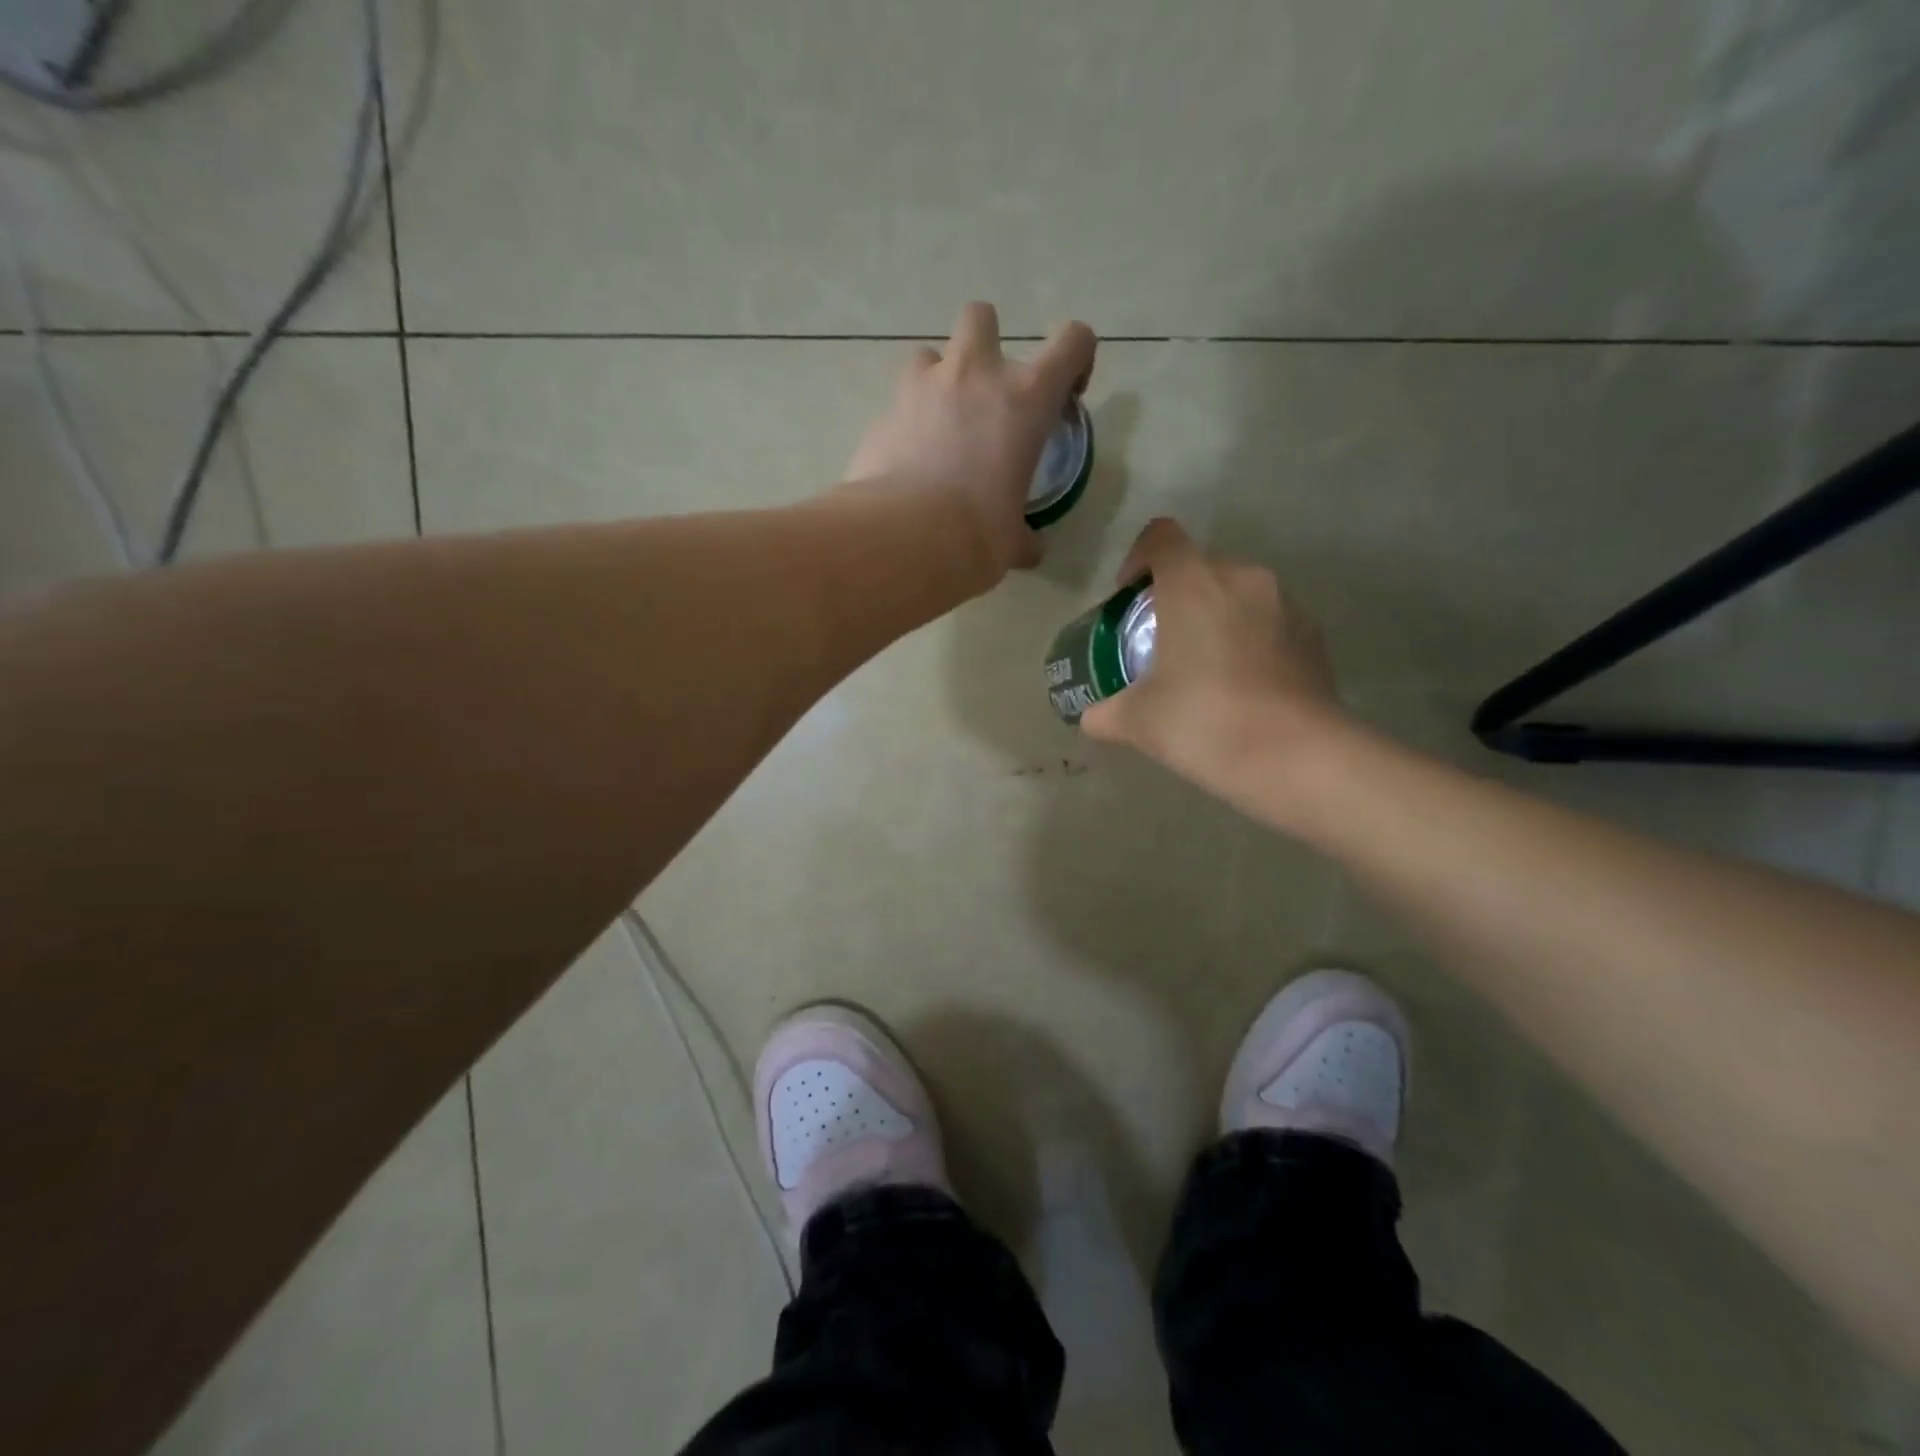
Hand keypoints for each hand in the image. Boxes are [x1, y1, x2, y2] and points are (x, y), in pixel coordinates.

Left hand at [844, 301, 1095, 581]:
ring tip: (938, 424)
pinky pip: (897, 405)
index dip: (1077, 358)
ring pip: (928, 354)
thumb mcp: (1013, 540)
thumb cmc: (977, 535)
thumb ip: (1025, 536)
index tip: (1067, 393)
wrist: (904, 538)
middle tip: (986, 392)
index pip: (1072, 341)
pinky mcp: (882, 414)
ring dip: (937, 379)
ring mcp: (921, 388)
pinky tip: (906, 463)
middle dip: (987, 342)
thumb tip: (1030, 549)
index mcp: (1026, 398)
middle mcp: (974, 375)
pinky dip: (905, 424)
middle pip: (981, 316)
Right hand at [1081, 518, 1347, 795]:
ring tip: (1202, 666)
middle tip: (1160, 640)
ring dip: (1215, 616)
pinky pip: (1268, 621)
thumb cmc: (1203, 721)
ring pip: (1238, 593)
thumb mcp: (1137, 721)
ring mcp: (1285, 604)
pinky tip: (1240, 686)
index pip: (1160, 537)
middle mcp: (1242, 578)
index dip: (1137, 558)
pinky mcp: (1313, 635)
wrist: (1295, 757)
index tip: (1127, 598)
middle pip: (1200, 565)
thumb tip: (1091, 718)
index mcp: (1193, 583)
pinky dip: (1249, 639)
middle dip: (1175, 594)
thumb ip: (1105, 712)